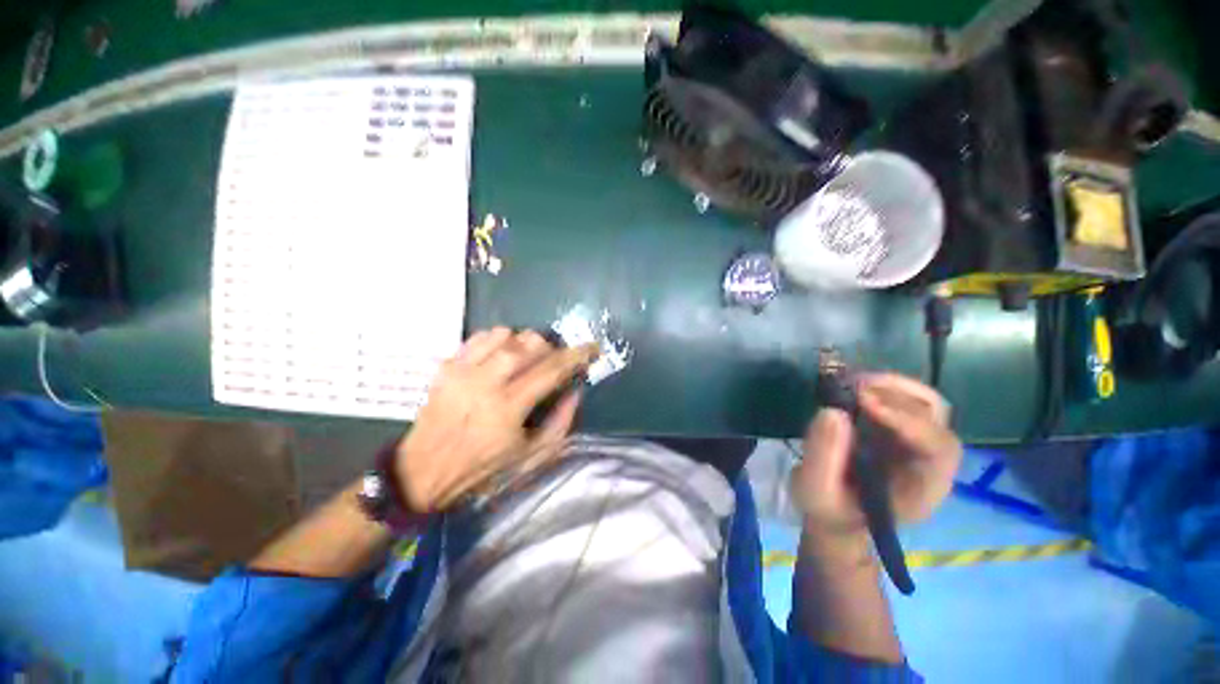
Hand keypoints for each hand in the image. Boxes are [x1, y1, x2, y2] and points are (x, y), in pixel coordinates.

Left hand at [393, 327, 597, 512]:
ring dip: (524, 341)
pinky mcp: (446, 367)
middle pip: (528, 345)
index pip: (551, 371)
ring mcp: (462, 371)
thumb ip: (560, 423)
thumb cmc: (482, 470)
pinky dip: (498, 338)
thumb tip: (576, 391)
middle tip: (555, 357)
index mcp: (507, 409)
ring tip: (528, 356)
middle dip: (551, 346)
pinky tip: (501, 353)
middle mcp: (485, 383)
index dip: (576, 356)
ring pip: (504, 335)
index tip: (592, 348)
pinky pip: (479, 337)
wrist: (421, 472)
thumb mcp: (530, 457)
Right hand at [792, 373, 961, 541]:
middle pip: (936, 418)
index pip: (938, 448)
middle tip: (854, 386)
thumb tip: (831, 412)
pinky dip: (880, 387)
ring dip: (891, 387)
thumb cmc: (830, 508)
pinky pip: (901, 400)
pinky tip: (852, 386)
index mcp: (922, 487)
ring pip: (924, 403)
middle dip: (897, 396)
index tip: (864, 401)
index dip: (907, 420)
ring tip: (852, 382)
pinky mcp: (897, 428)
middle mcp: (929, 460)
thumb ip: (822, 457)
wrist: (835, 513)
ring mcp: (915, 441)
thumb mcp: (816, 491)